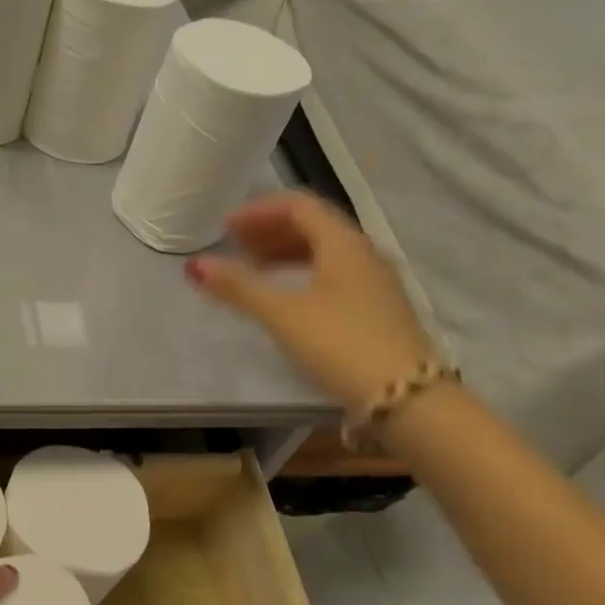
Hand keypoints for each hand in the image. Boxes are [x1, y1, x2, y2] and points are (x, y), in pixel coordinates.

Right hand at [185, 192, 436, 414]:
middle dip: (270, 230)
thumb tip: (195, 266)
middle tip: (236, 246)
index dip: (258, 211)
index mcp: (343, 243)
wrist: (409, 399)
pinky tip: (289, 297)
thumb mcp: (282, 313)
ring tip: (255, 270)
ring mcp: (376, 282)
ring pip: (325, 251)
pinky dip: (304, 273)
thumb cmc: (340, 344)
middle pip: (313, 225)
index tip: (226, 228)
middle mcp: (364, 253)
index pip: (298, 205)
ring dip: (286, 252)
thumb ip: (238, 286)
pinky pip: (335, 274)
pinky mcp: (380, 309)